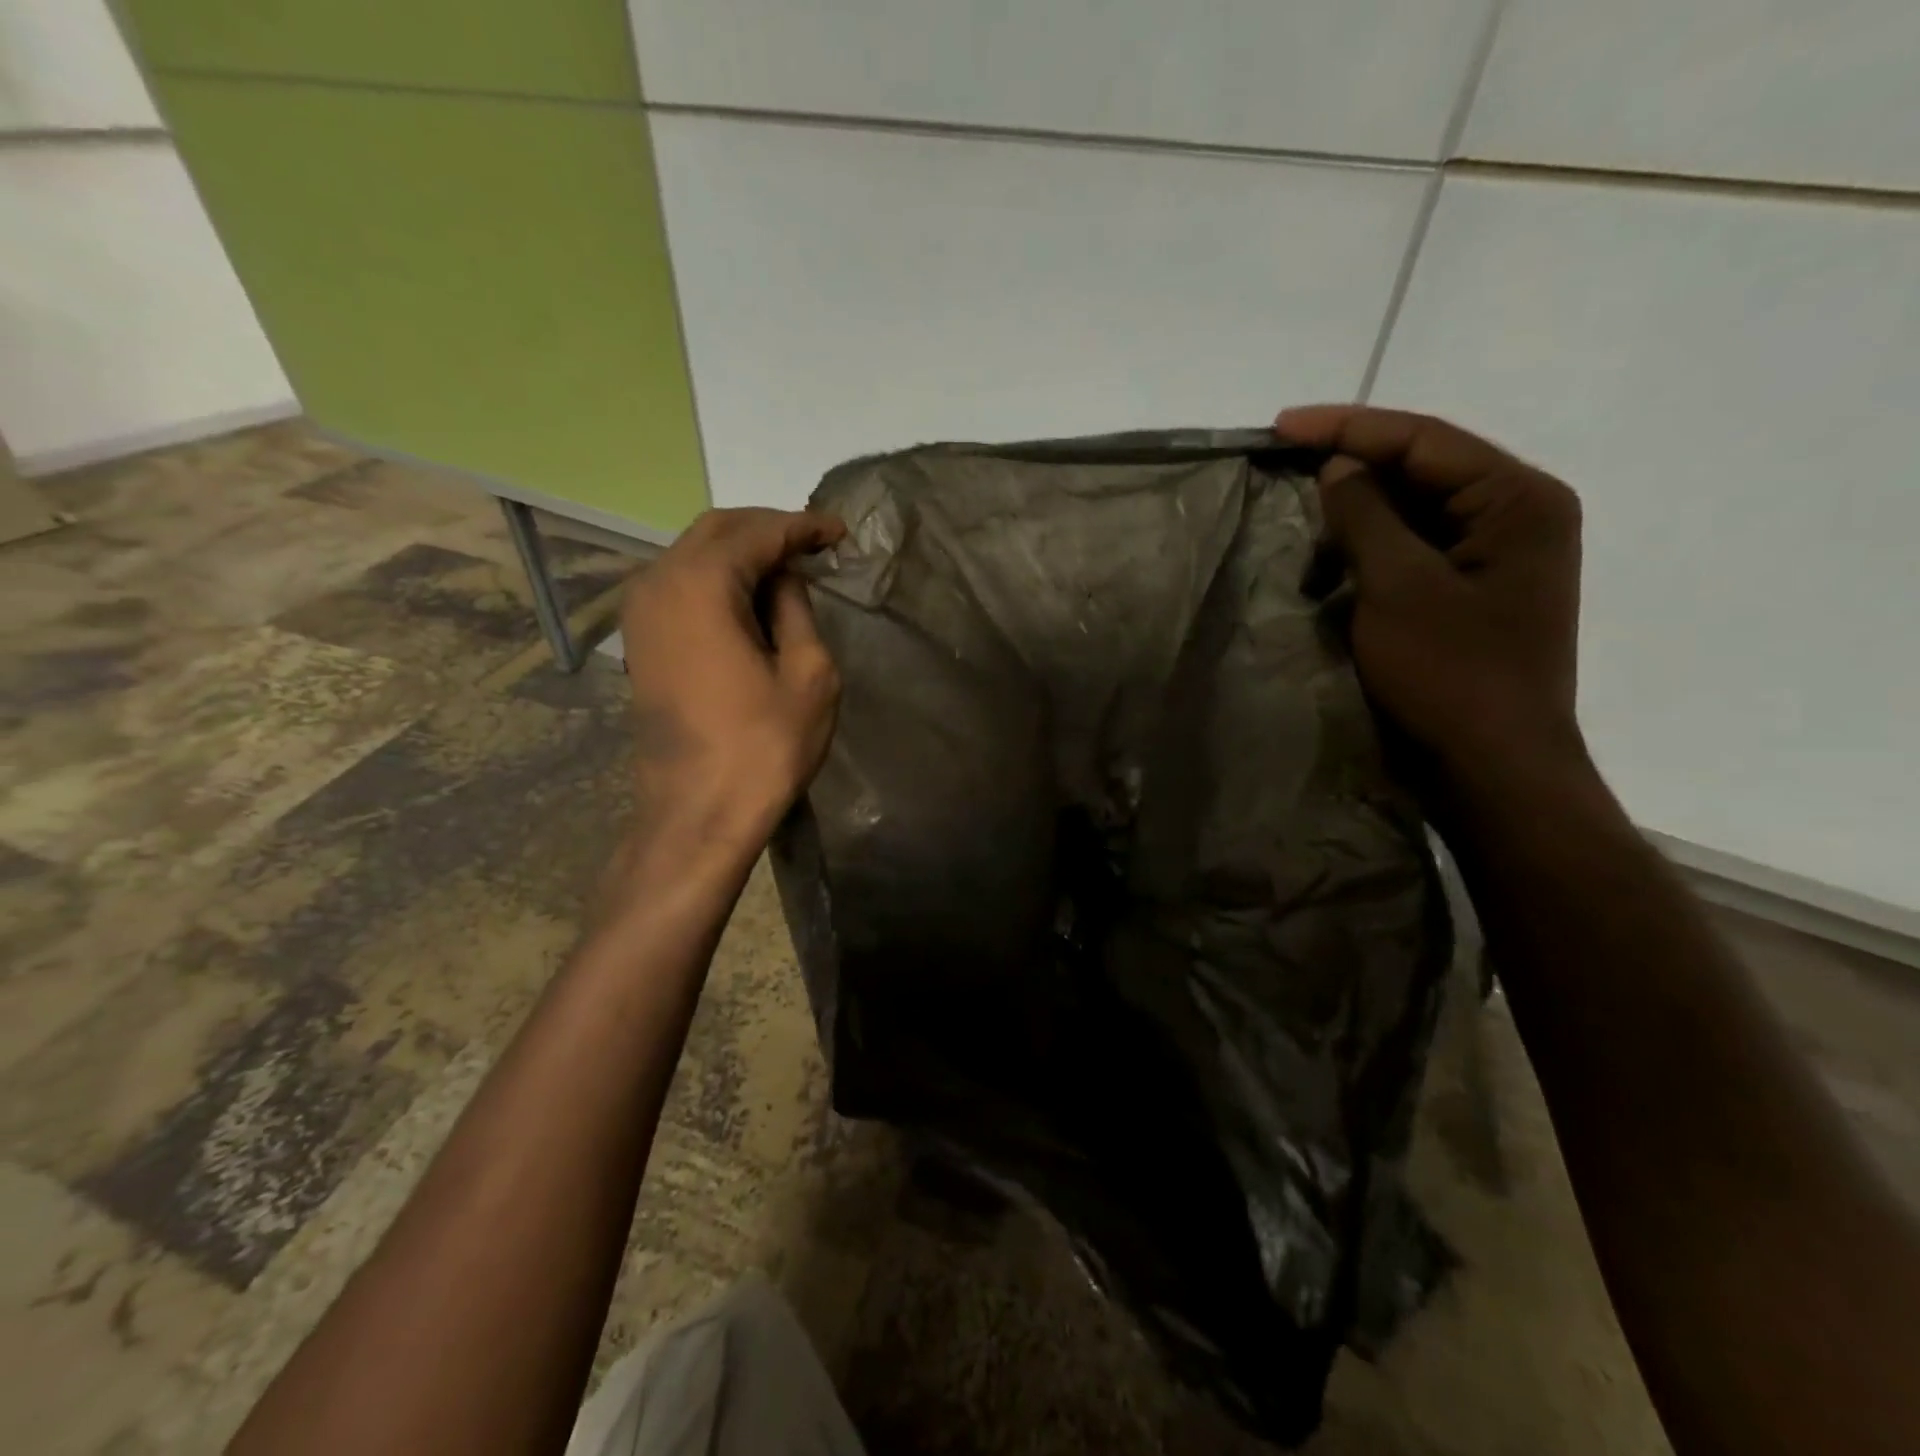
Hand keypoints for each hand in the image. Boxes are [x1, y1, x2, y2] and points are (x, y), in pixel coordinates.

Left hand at [617, 508, 845, 842]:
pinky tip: (751, 598)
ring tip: (789, 569)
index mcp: (700, 584)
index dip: (803, 527)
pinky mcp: (641, 640)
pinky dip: (718, 579)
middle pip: (717, 531)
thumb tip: (784, 579)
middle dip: (769, 530)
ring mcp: (641, 612)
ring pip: (694, 554)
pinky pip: (681, 585)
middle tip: (815, 544)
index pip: (758, 533)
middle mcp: (658, 582)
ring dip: (742, 553)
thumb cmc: (764, 747)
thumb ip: (796, 609)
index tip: (839, 532)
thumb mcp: (808, 674)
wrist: (698, 813)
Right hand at [1275, 405, 1584, 778]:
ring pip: (1414, 514)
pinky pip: (1412, 554)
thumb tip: (1338, 468)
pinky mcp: (1470, 595)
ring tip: (1304, 524)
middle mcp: (1516, 518)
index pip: (1425, 440)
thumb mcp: (1399, 588)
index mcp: (1518, 501)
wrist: (1491, 767)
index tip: (1281, 426)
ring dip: (1356, 517)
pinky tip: (1332, 568)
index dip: (1348, 428)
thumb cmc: (1451, 674)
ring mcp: (1495, 559)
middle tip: (1285, 466)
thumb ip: (1367, 516)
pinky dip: (1369, 555)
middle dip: (1352, 470)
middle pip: (1423, 471)